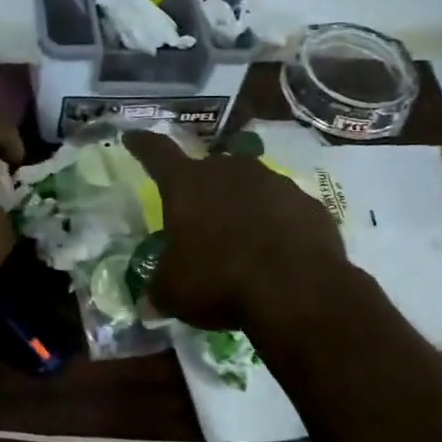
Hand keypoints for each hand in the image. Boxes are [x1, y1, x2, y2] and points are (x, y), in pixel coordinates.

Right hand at [123, 131, 347, 330]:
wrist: (296, 289)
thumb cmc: (219, 280)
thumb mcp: (174, 292)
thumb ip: (159, 290)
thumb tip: (149, 304)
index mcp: (188, 185)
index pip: (157, 153)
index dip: (142, 145)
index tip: (132, 137)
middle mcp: (230, 171)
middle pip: (209, 169)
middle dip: (201, 188)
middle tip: (197, 214)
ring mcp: (274, 183)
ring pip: (249, 187)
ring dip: (241, 205)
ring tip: (240, 238)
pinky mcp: (309, 204)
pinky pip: (283, 210)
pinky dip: (275, 224)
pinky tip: (275, 252)